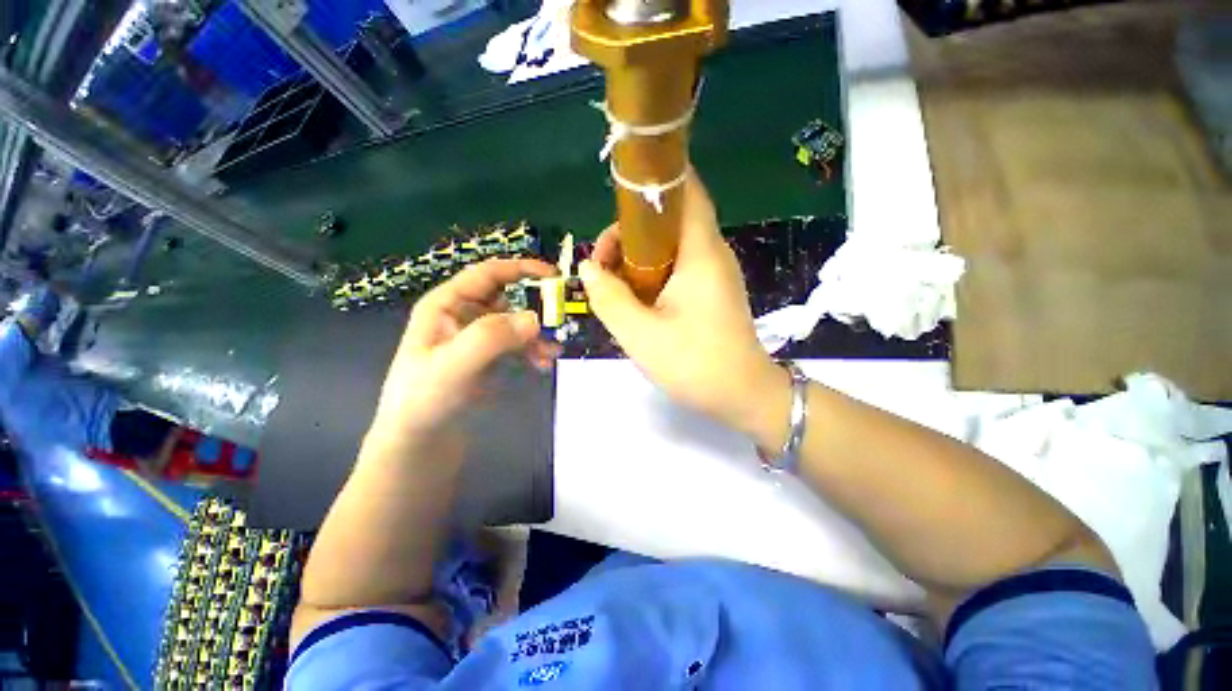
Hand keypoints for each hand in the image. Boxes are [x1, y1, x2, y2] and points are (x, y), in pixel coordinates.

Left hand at [371, 258, 559, 440]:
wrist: (417, 444)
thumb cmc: (425, 400)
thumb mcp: (454, 365)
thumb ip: (491, 337)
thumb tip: (535, 318)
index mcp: (447, 305)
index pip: (488, 274)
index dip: (520, 268)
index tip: (554, 275)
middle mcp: (462, 316)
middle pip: (507, 298)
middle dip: (535, 307)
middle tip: (562, 319)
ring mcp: (476, 338)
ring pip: (515, 323)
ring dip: (537, 333)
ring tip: (554, 351)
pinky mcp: (486, 358)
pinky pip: (516, 345)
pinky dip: (532, 350)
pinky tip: (543, 364)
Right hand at [580, 172, 789, 446]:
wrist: (743, 396)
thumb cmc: (695, 363)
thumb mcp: (640, 333)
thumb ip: (609, 297)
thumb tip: (588, 268)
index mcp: (700, 252)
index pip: (686, 190)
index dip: (655, 179)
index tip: (616, 197)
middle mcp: (711, 254)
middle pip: (668, 220)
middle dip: (628, 234)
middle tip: (601, 265)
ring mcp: (713, 274)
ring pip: (669, 247)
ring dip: (636, 258)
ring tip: (611, 285)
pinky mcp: (710, 293)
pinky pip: (675, 269)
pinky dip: (650, 274)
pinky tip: (633, 299)